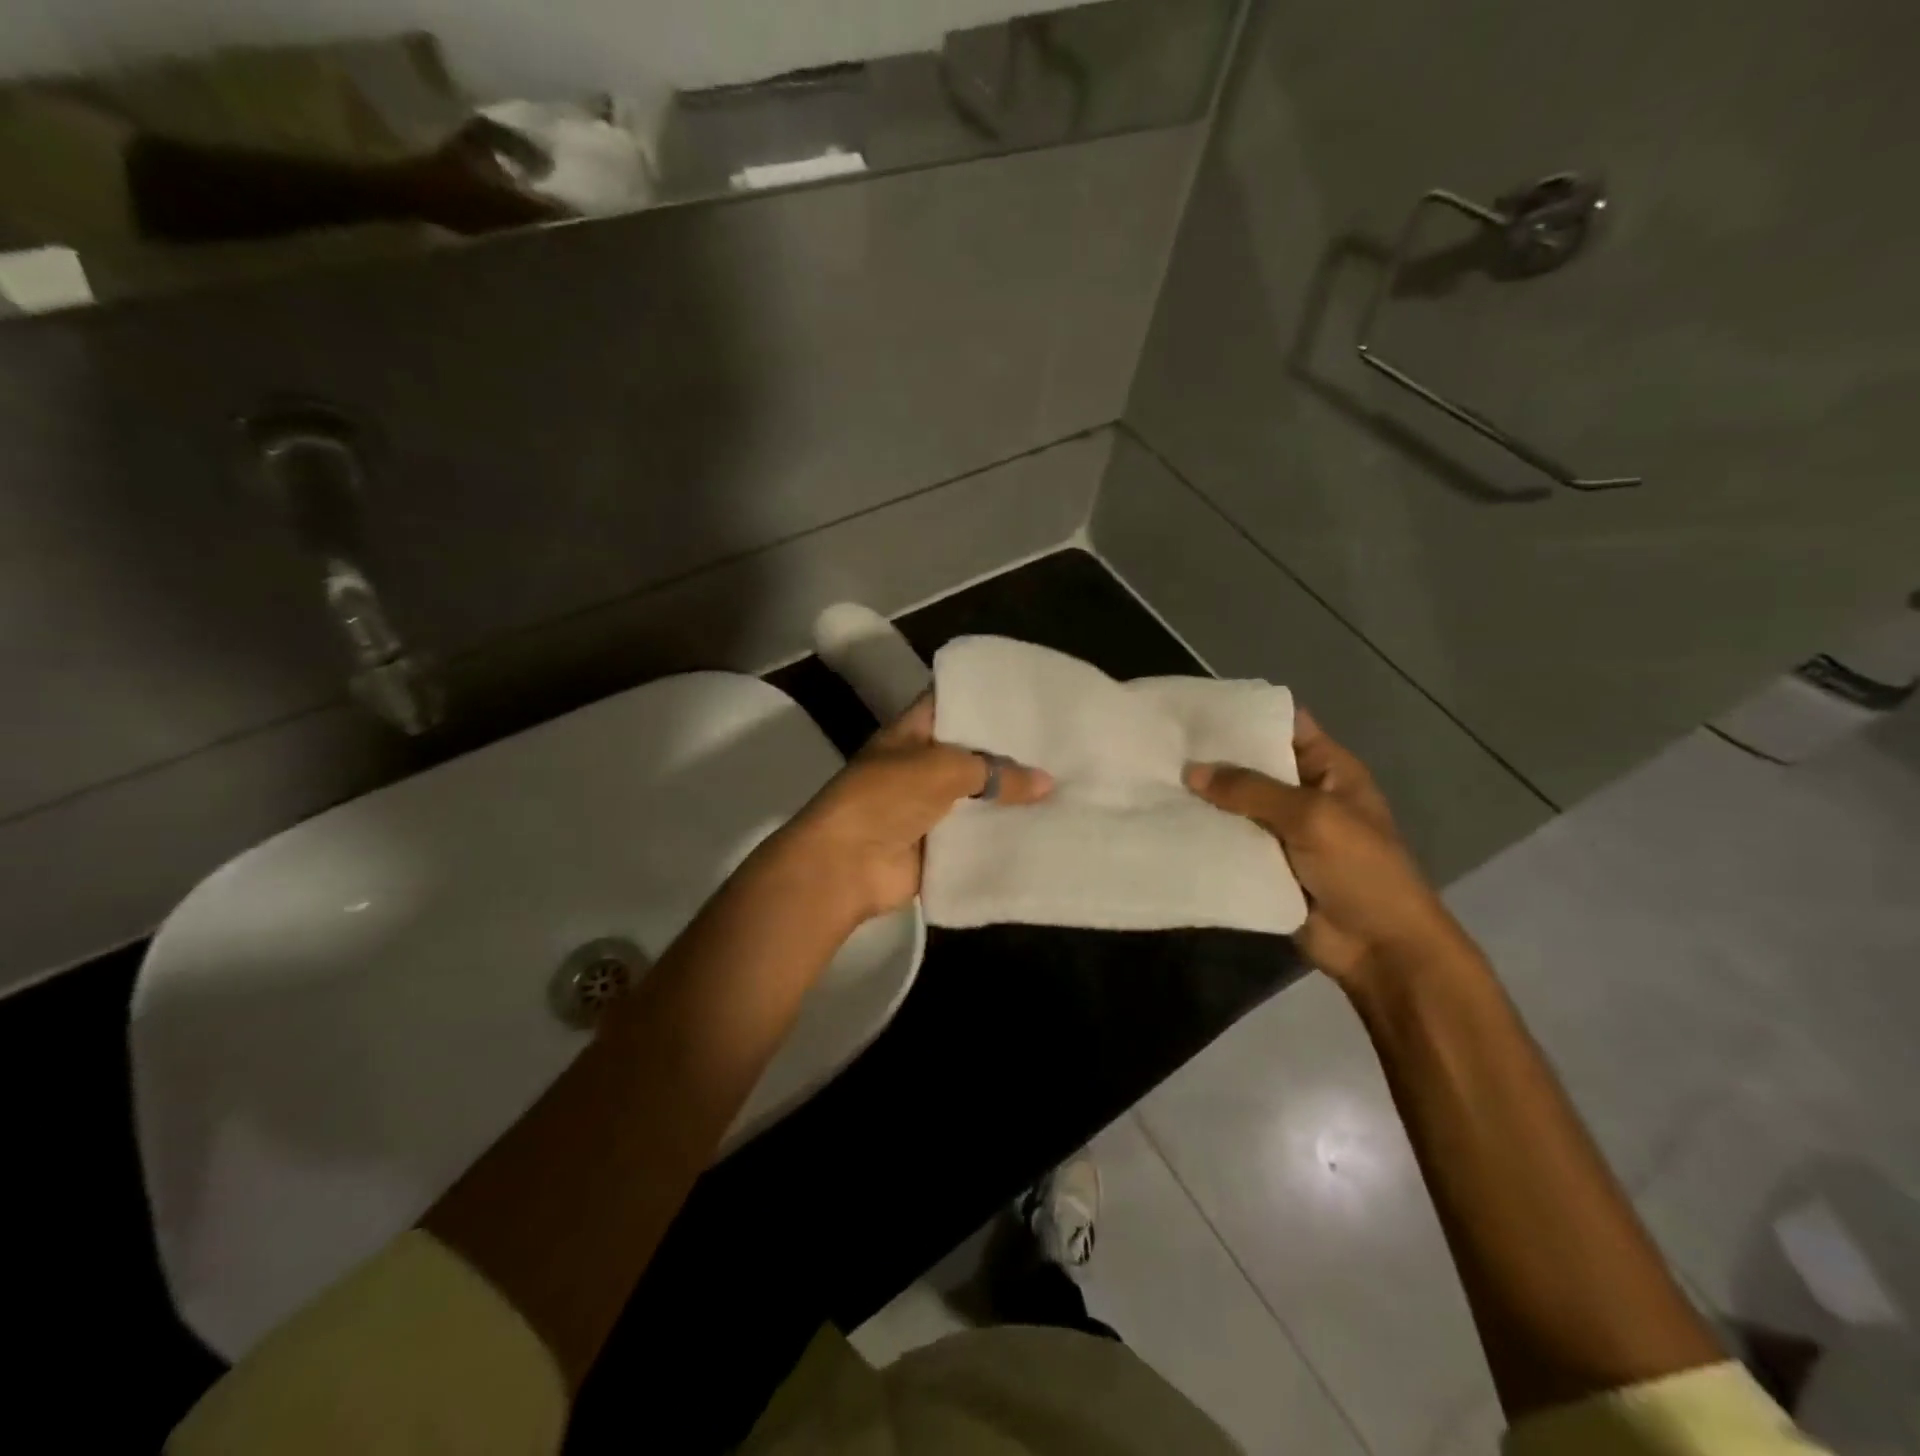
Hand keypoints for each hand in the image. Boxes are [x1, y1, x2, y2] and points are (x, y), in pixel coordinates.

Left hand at [776, 696, 1052, 923]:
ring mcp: (930, 806)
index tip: (1030, 695)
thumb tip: (1048, 783)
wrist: (846, 865)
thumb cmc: (886, 798)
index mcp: (912, 732)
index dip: (985, 697)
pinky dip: (1003, 832)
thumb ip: (996, 772)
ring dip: (1012, 796)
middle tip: (1062, 741)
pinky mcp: (939, 844)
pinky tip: (1047, 825)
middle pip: (972, 752)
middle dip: (1010, 750)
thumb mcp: (943, 769)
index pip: (951, 702)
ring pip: (979, 795)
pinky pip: (977, 834)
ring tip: (1066, 782)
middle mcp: (921, 765)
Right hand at [1185, 711, 1461, 989]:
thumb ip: (1251, 790)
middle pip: (1253, 766)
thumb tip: (1191, 770)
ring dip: (1202, 798)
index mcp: (1328, 770)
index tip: (1196, 709)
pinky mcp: (1263, 865)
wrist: (1379, 948)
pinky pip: (1228, 842)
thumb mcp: (1312, 817)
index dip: (1246, 715)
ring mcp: (1281, 832)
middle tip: (1161, 743)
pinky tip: (1163, 821)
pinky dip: (1202, 834)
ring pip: (1235, 806)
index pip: (1285, 726)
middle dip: (1213, 757)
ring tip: (1152, 778)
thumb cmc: (1361, 869)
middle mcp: (1302, 794)